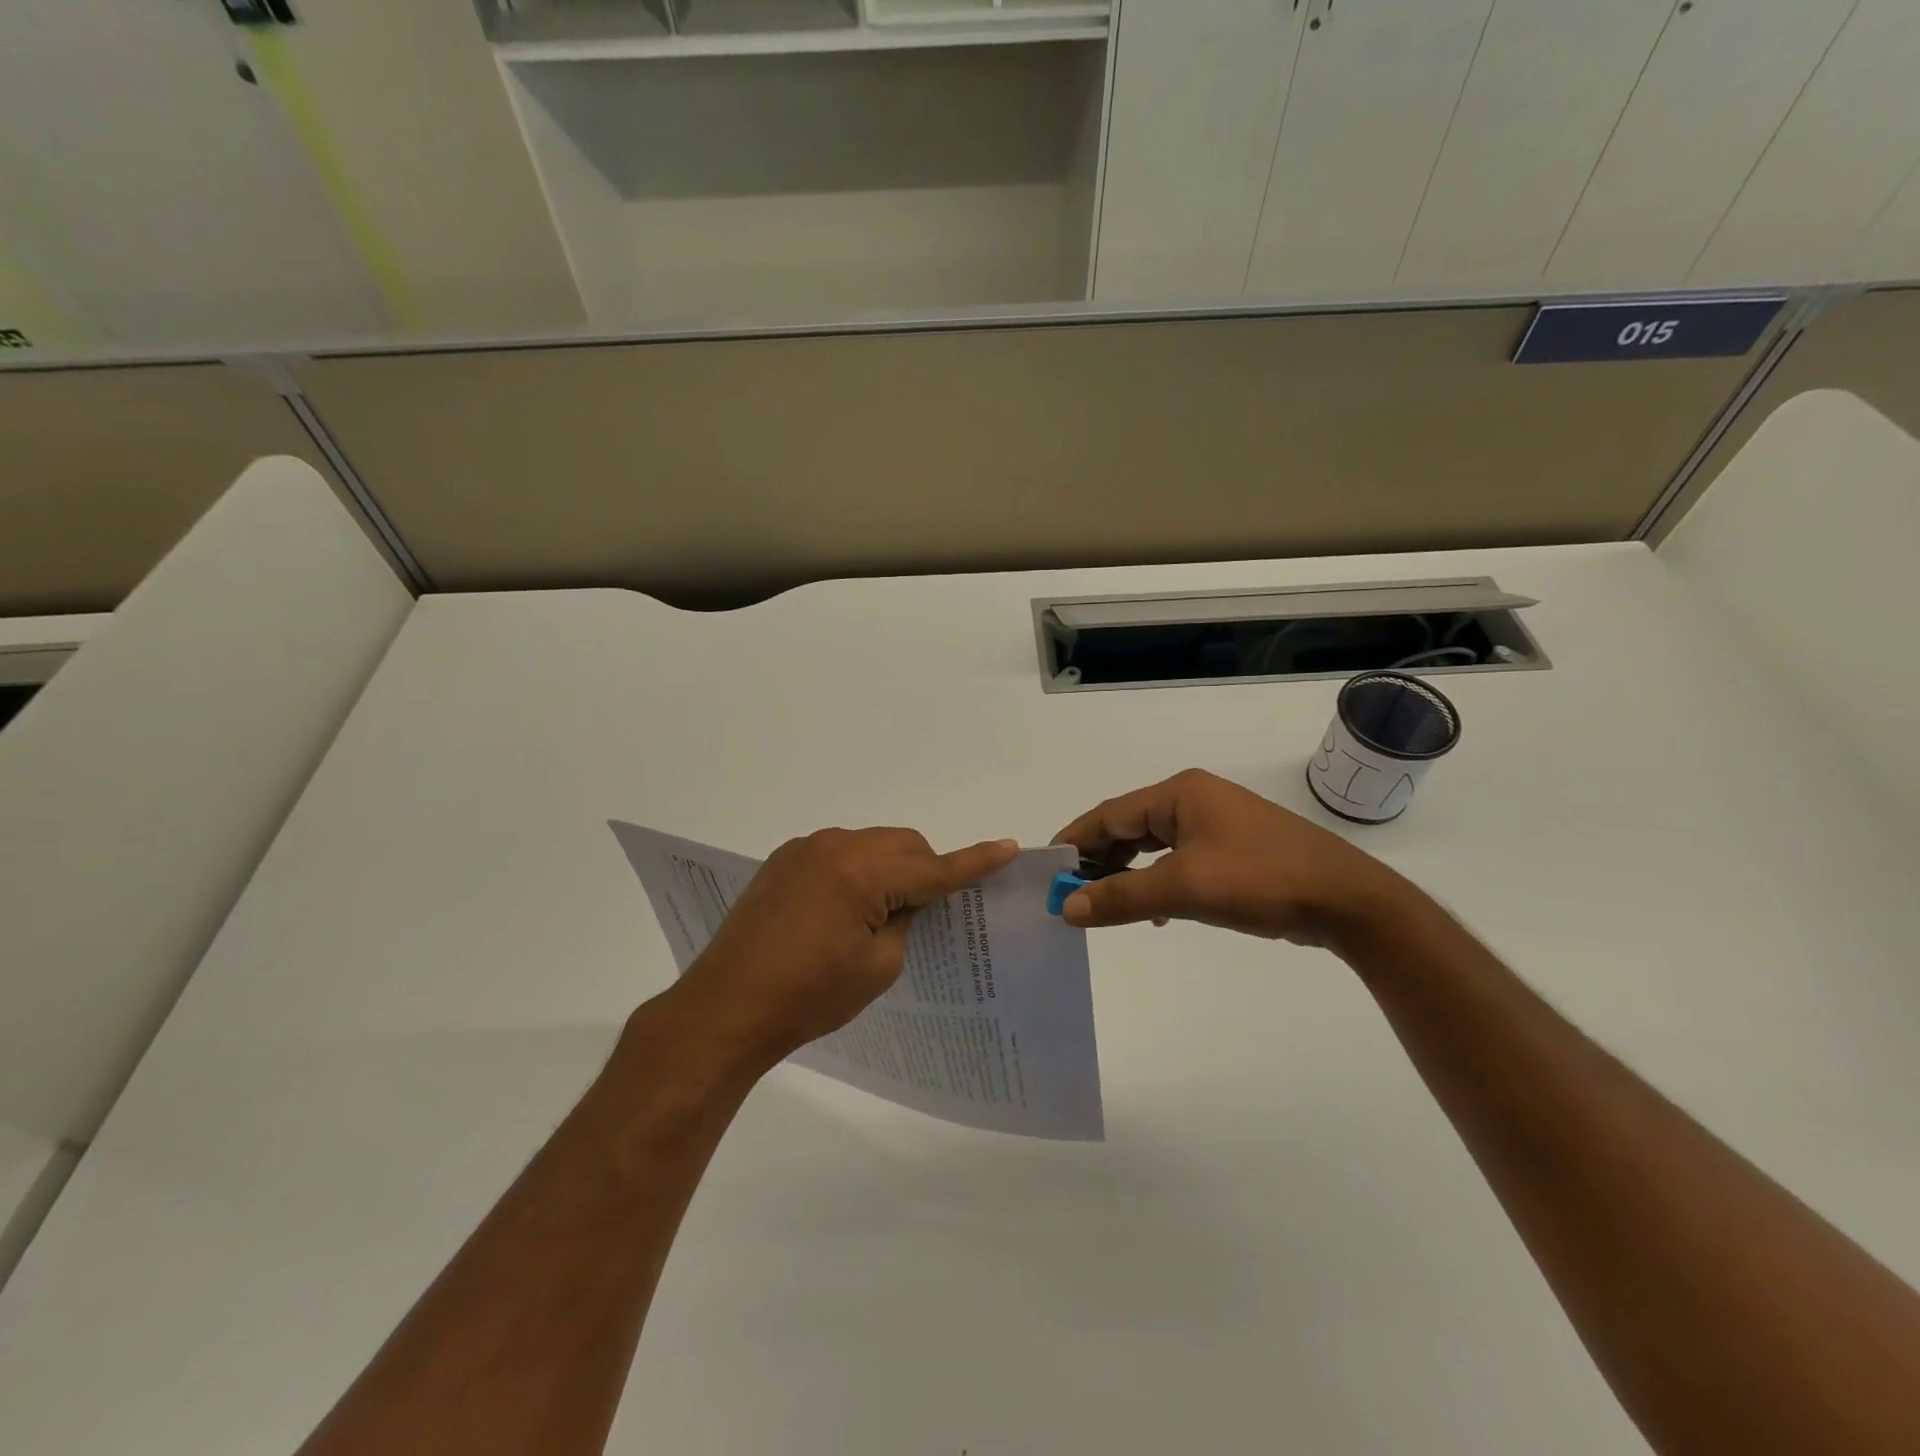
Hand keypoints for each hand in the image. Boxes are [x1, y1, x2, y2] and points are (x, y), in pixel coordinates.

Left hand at [673, 828, 1018, 1069]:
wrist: (727, 1008)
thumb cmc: (809, 996)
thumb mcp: (878, 966)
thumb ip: (905, 921)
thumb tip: (905, 901)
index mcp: (863, 872)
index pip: (934, 867)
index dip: (974, 862)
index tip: (1008, 848)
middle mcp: (835, 846)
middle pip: (903, 845)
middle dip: (924, 871)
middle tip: (927, 912)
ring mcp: (805, 849)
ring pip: (871, 845)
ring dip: (888, 870)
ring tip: (879, 914)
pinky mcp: (783, 861)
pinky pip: (839, 854)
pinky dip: (856, 871)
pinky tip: (842, 910)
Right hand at [1051, 769, 1409, 946]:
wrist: (1347, 900)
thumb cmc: (1260, 881)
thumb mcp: (1183, 888)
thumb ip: (1121, 897)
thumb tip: (1067, 908)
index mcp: (1179, 793)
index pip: (1110, 814)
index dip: (1075, 842)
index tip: (1047, 873)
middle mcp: (1195, 799)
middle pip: (1129, 826)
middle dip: (1100, 860)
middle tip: (1071, 894)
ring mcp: (1217, 824)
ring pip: (1154, 845)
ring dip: (1128, 873)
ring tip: (1104, 904)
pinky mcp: (1234, 849)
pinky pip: (1179, 859)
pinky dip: (1158, 881)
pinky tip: (1154, 911)